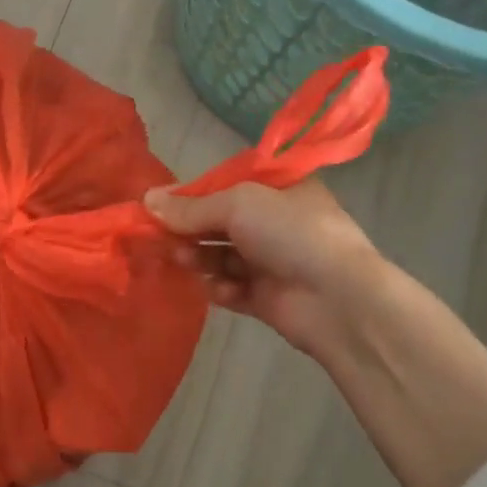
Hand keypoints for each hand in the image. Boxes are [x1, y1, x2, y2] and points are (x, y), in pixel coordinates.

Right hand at [143, 178, 381, 360]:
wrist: (339, 300)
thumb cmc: (291, 233)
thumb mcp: (238, 204)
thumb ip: (190, 207)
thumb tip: (146, 200)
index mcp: (280, 189)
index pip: (226, 185)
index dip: (192, 194)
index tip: (158, 204)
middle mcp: (277, 222)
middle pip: (219, 221)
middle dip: (190, 228)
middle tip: (160, 236)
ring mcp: (273, 261)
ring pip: (221, 255)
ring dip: (200, 256)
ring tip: (186, 260)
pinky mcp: (267, 297)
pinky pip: (231, 288)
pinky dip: (221, 288)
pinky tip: (220, 289)